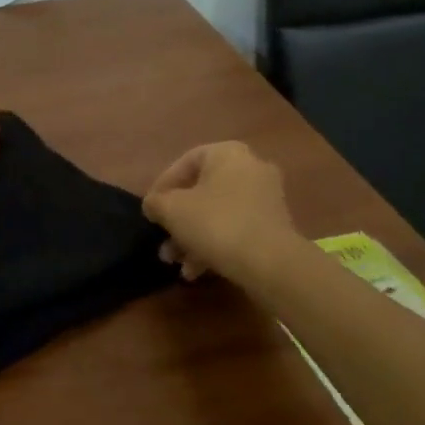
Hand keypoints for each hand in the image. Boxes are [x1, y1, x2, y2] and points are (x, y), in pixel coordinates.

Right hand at [143, 141, 300, 282]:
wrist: (269, 262)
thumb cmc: (215, 223)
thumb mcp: (171, 210)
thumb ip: (155, 202)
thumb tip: (154, 205)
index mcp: (228, 154)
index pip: (186, 162)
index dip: (162, 185)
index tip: (150, 209)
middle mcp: (251, 168)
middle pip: (201, 192)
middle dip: (178, 220)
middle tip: (163, 241)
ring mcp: (266, 197)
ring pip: (217, 214)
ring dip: (192, 237)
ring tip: (176, 263)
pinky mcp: (274, 225)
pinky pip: (235, 228)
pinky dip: (215, 245)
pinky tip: (197, 271)